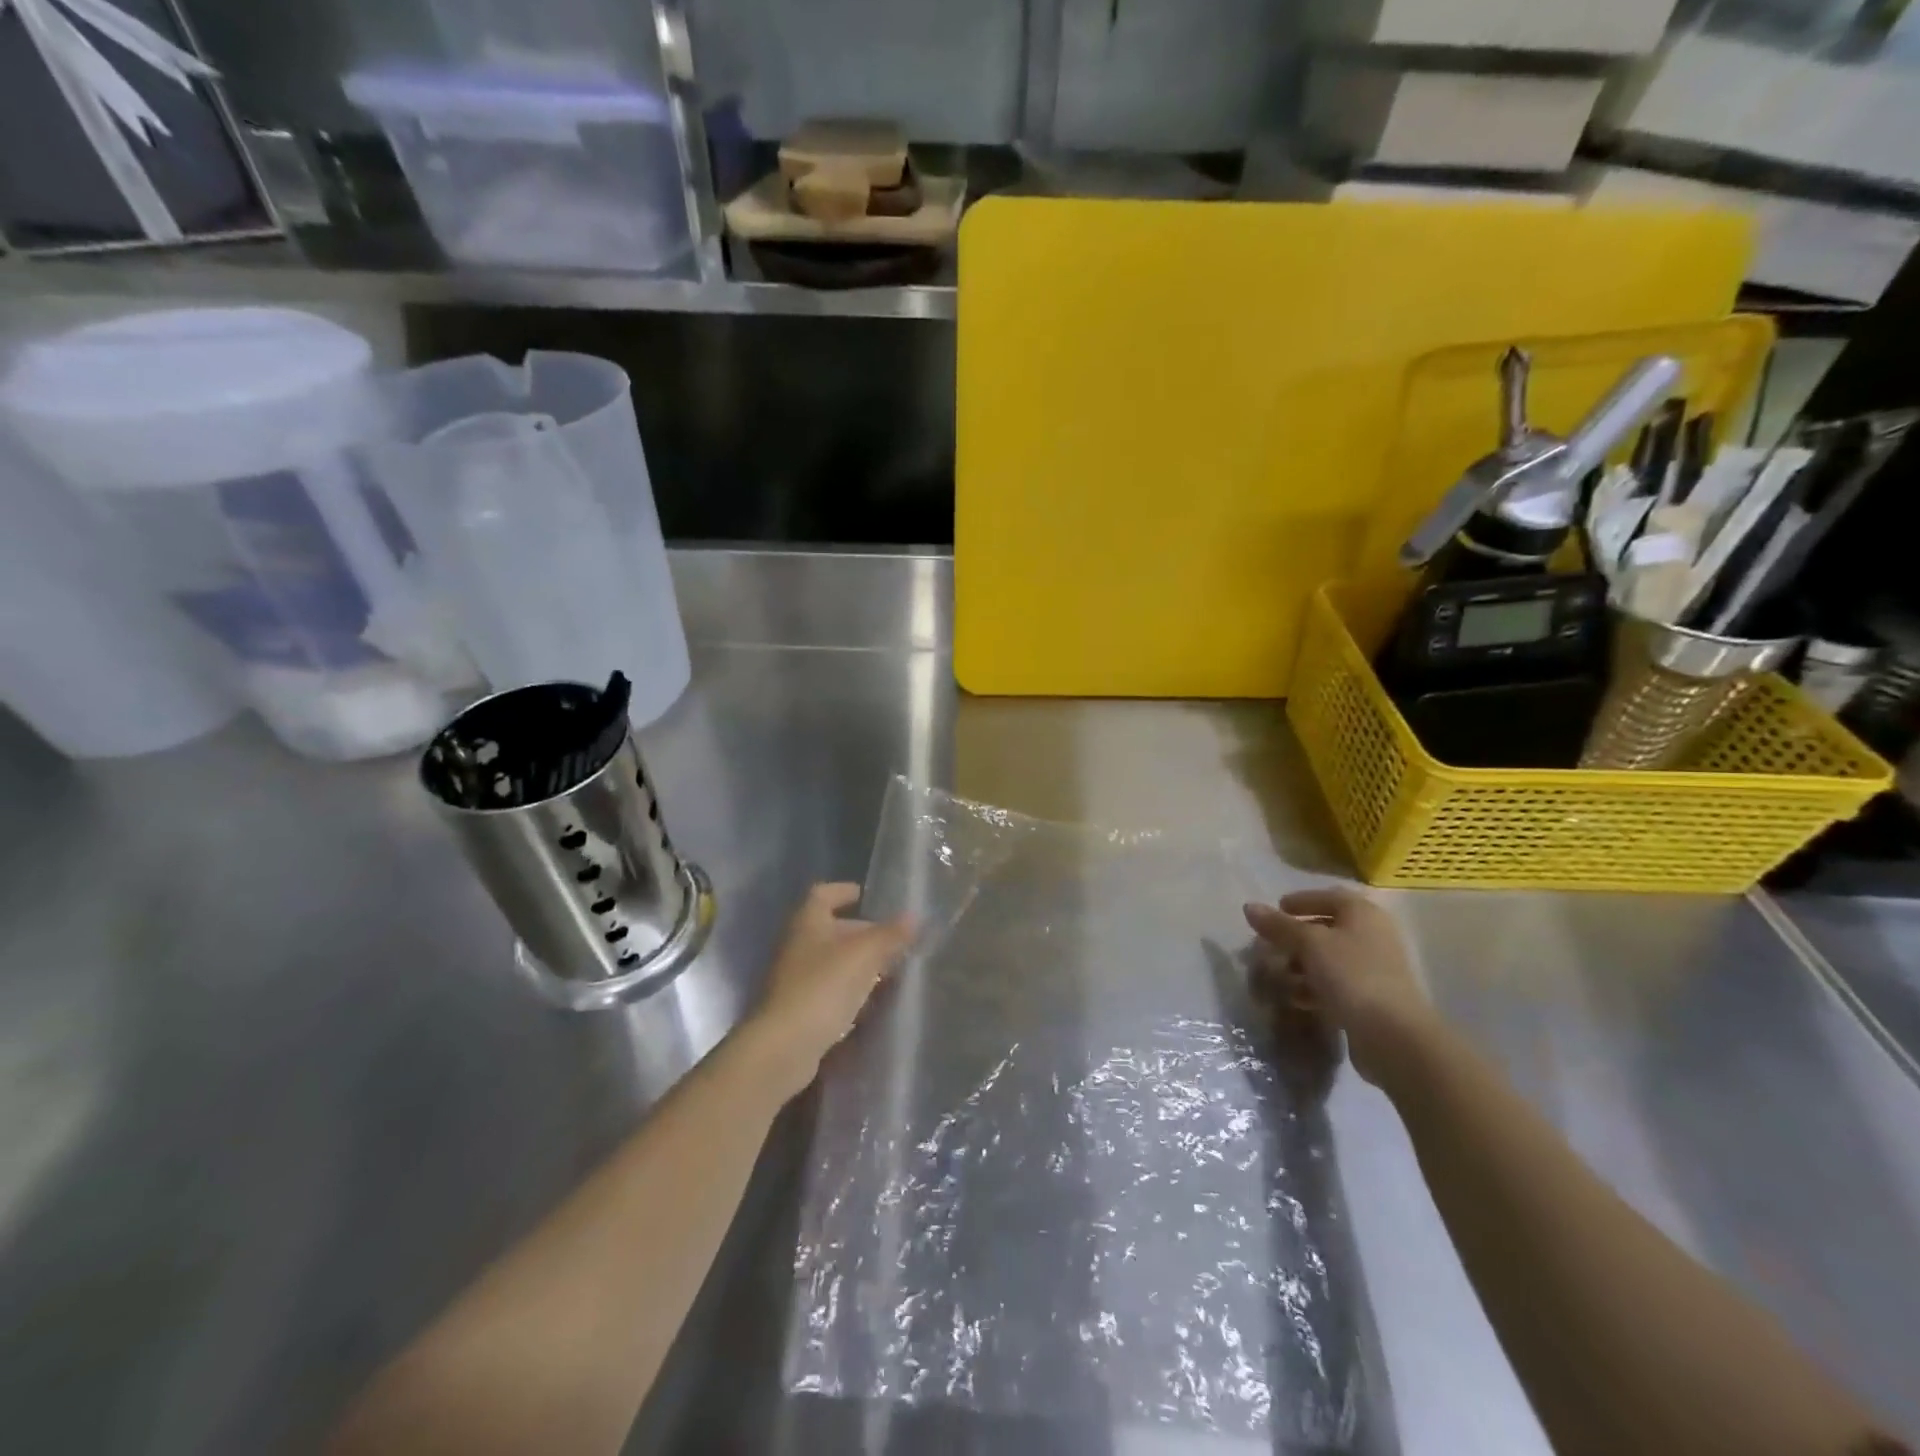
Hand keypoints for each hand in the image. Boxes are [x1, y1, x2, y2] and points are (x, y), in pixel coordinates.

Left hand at [743, 883, 913, 1101]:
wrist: (783, 1046)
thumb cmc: (823, 986)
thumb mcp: (864, 955)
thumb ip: (890, 934)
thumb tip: (914, 916)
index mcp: (807, 921)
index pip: (824, 893)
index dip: (844, 891)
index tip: (867, 896)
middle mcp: (797, 944)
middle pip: (831, 928)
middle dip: (861, 932)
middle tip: (892, 940)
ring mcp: (794, 978)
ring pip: (831, 961)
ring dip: (857, 963)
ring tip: (889, 971)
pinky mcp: (798, 1008)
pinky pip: (828, 989)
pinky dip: (849, 990)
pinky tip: (870, 1001)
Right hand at [1243, 887, 1432, 1088]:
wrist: (1393, 1035)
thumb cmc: (1351, 975)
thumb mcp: (1309, 944)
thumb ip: (1278, 925)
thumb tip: (1249, 906)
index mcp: (1362, 913)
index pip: (1327, 897)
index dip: (1301, 900)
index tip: (1276, 910)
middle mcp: (1372, 935)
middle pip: (1326, 929)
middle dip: (1294, 938)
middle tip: (1269, 946)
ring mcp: (1373, 968)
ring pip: (1328, 959)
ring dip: (1300, 966)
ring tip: (1278, 977)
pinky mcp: (1370, 997)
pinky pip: (1335, 984)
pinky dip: (1314, 987)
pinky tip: (1297, 999)